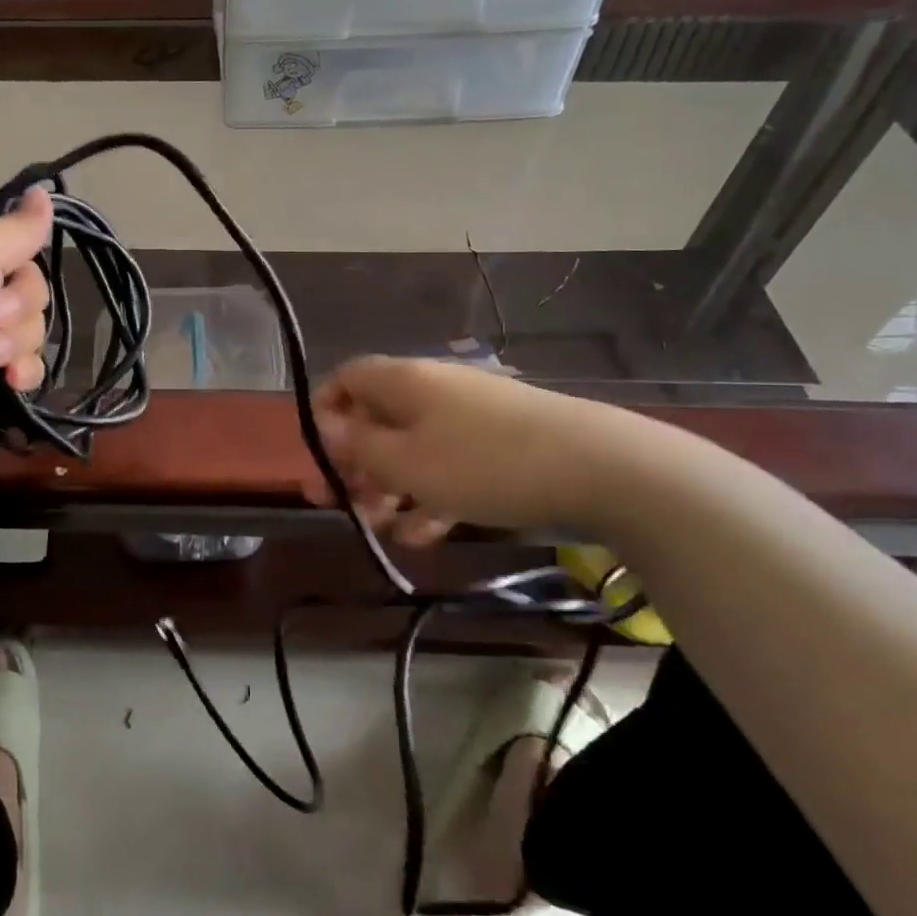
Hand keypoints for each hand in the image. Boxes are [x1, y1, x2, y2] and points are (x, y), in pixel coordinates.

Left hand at [0, 189, 54, 468]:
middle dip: (20, 307)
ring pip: (29, 324)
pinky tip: (10, 382)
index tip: (11, 273)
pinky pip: (25, 360)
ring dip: (19, 341)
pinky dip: (22, 369)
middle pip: (25, 284)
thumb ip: (15, 227)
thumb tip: (44, 192)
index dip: (19, 258)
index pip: (5, 240)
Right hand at [301, 356, 627, 539]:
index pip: (347, 379)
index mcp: (403, 381)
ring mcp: (469, 417)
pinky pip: (449, 465)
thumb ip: (358, 445)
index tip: (317, 456)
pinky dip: (431, 496)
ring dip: (389, 487)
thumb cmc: (482, 462)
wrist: (599, 468)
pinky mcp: (500, 445)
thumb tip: (325, 424)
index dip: (324, 412)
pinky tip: (425, 536)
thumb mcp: (406, 462)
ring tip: (380, 530)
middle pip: (376, 419)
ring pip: (411, 448)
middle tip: (338, 505)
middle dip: (354, 464)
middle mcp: (432, 389)